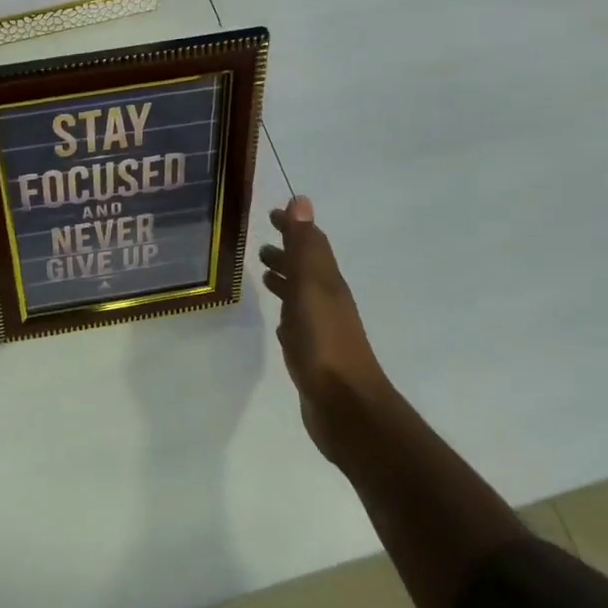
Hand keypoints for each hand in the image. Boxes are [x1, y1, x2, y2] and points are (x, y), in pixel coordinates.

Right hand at [259, 197, 395, 463]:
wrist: (345, 407)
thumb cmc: (324, 343)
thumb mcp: (311, 288)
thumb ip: (304, 247)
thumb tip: (301, 200)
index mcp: (327, 283)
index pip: (311, 245)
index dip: (293, 227)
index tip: (272, 213)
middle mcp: (327, 302)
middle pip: (307, 269)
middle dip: (287, 253)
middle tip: (262, 245)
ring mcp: (321, 330)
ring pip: (301, 296)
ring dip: (285, 281)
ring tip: (264, 274)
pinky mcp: (312, 356)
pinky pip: (297, 325)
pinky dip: (286, 314)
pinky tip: (279, 322)